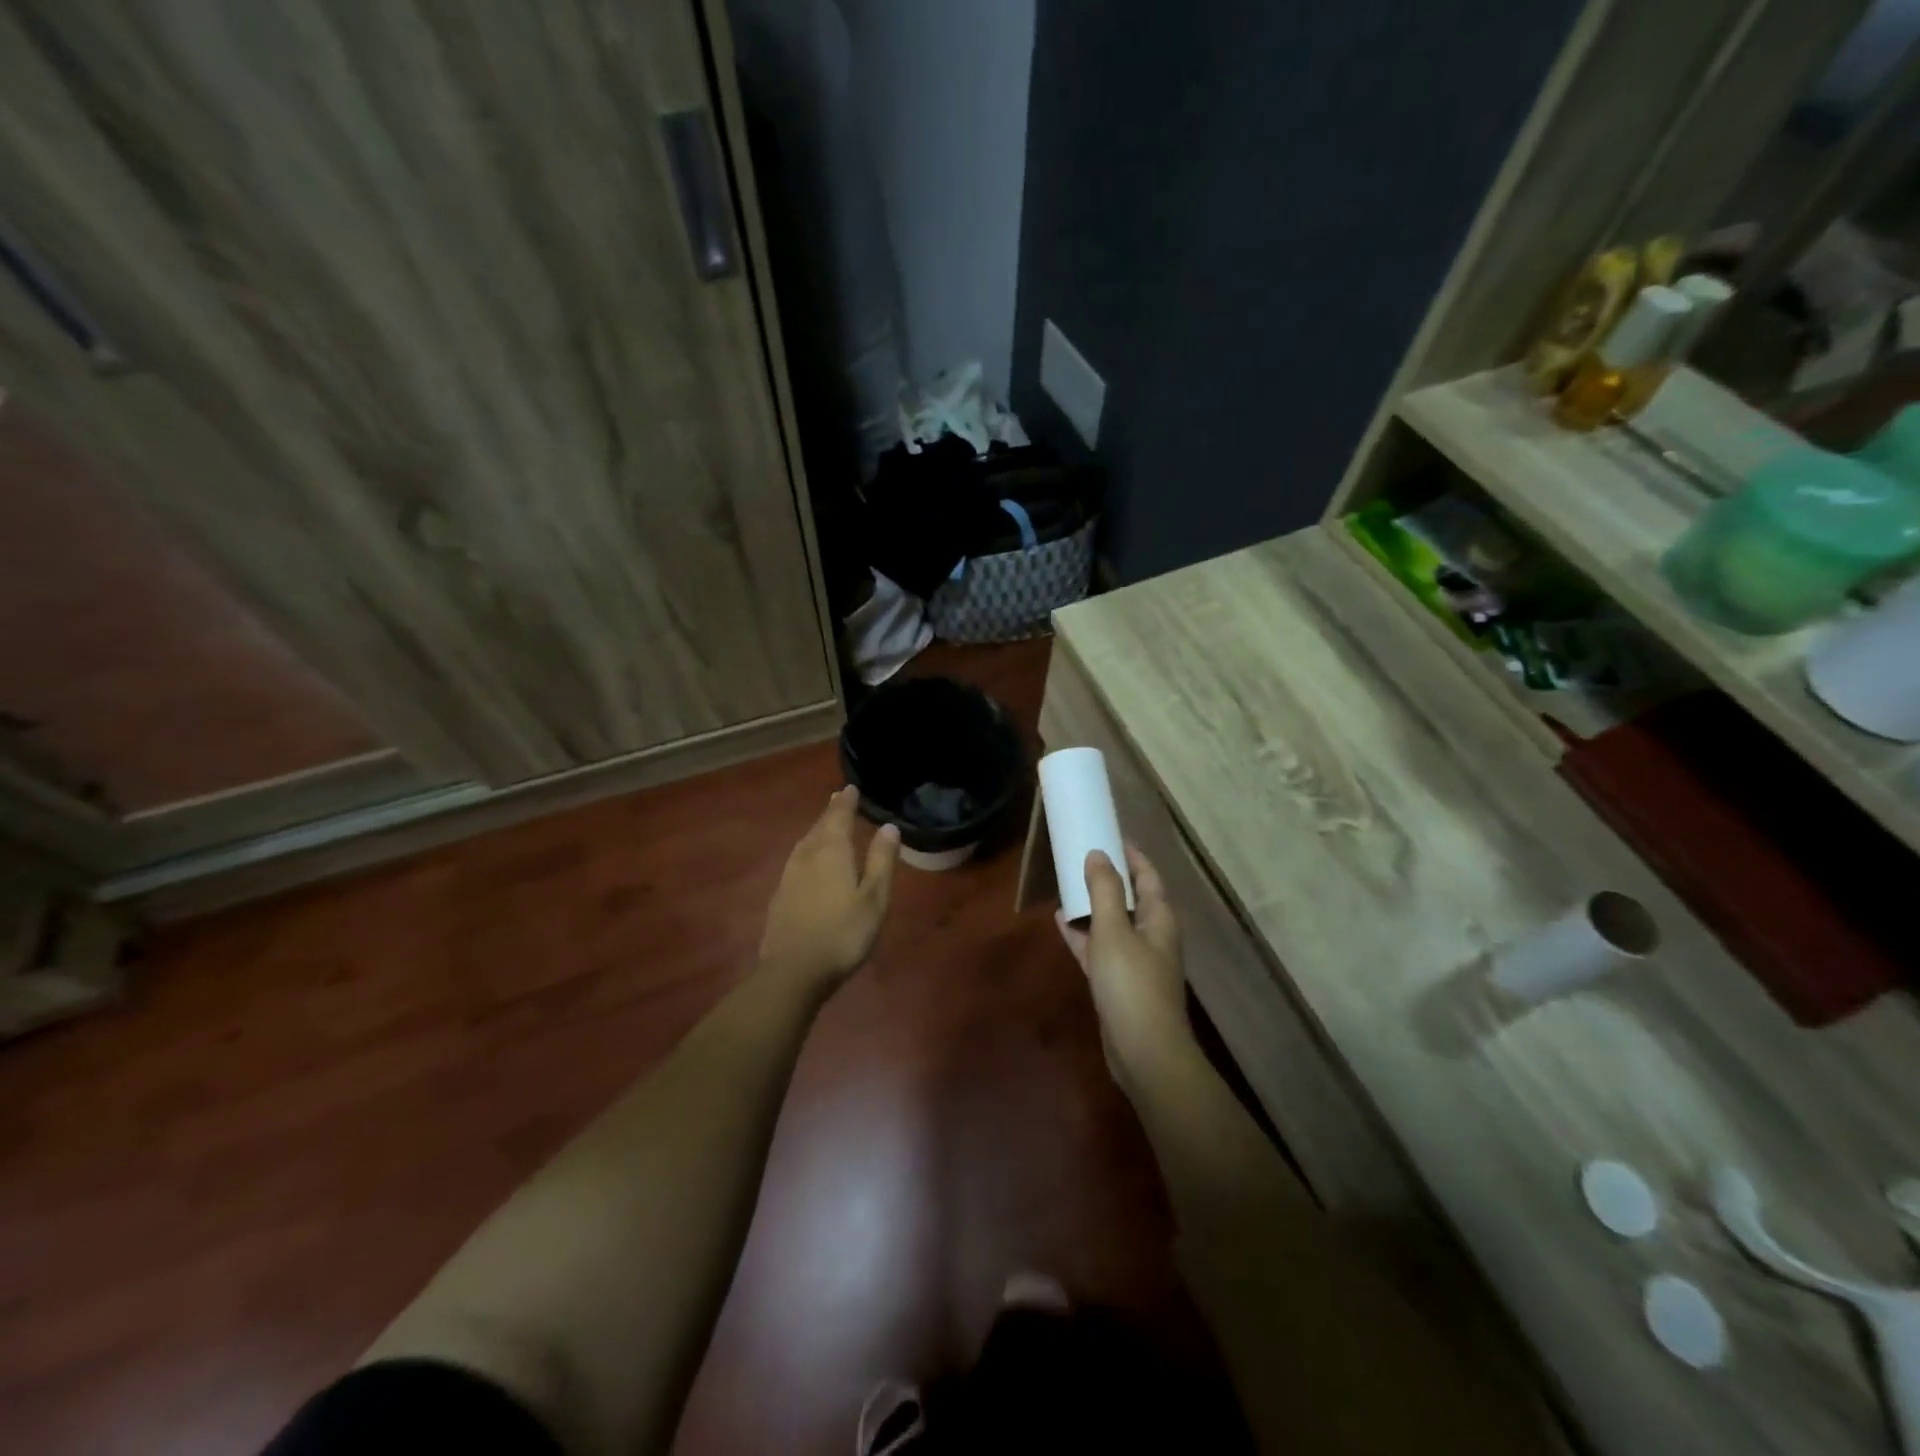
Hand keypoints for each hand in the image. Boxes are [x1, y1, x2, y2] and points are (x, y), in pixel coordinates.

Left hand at [759, 787, 899, 996]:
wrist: (793, 971)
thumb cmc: (843, 933)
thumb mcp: (874, 898)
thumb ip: (881, 861)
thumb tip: (889, 827)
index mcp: (832, 852)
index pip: (839, 817)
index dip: (846, 802)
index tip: (850, 788)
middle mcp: (807, 857)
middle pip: (819, 827)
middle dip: (830, 813)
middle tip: (838, 799)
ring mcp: (789, 877)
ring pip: (804, 844)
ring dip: (816, 830)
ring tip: (824, 825)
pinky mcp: (780, 897)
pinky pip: (796, 861)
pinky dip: (806, 851)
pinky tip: (808, 862)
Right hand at [1057, 845, 1189, 1084]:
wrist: (1144, 1051)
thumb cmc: (1132, 983)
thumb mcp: (1113, 930)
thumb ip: (1104, 890)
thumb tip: (1098, 853)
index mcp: (1158, 918)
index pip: (1147, 876)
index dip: (1131, 855)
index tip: (1109, 834)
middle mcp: (1151, 935)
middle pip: (1129, 898)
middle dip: (1107, 878)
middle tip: (1080, 857)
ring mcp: (1135, 961)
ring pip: (1112, 923)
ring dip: (1092, 905)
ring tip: (1066, 884)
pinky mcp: (1119, 983)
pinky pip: (1099, 948)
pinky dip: (1083, 934)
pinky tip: (1061, 922)